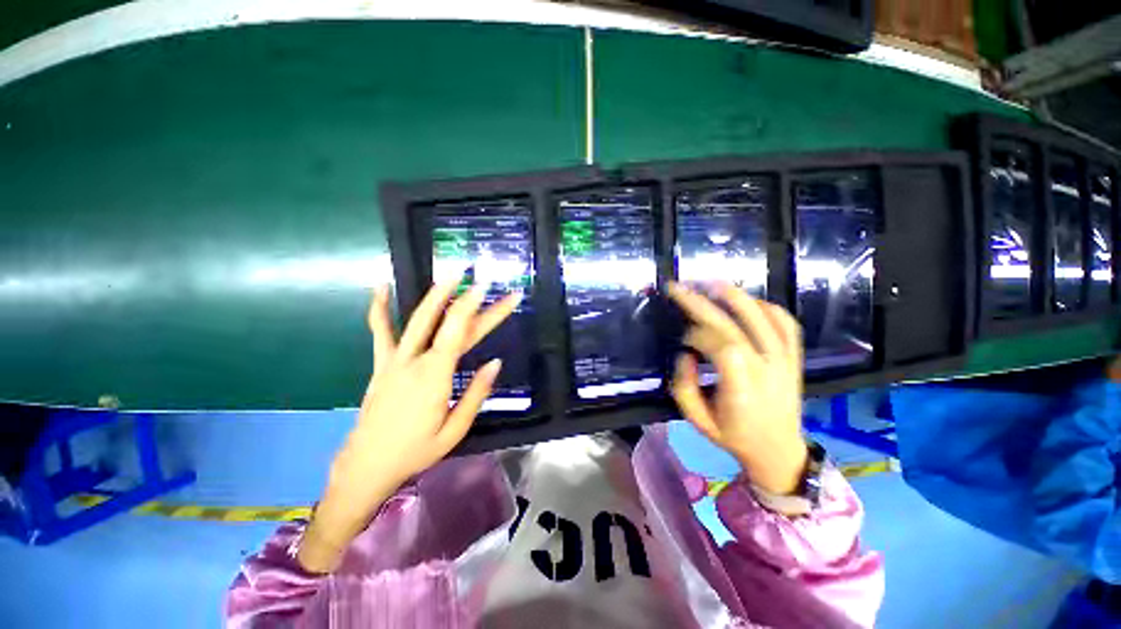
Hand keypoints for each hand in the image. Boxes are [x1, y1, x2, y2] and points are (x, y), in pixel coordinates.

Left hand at [298, 280, 520, 572]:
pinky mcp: (381, 364)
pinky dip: (379, 308)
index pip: (461, 333)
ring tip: (450, 275)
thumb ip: (476, 394)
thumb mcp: (455, 430)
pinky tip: (381, 286)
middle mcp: (415, 361)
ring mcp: (394, 360)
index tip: (493, 291)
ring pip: (417, 320)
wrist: (366, 466)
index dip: (478, 309)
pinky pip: (380, 331)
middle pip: (447, 324)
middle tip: (486, 281)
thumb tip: (496, 362)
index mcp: (435, 377)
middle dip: (469, 300)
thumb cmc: (416, 452)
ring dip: (435, 295)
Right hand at [666, 282, 807, 495]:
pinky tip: (746, 301)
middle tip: (677, 287)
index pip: (722, 346)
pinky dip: (766, 306)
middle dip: (700, 302)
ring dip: (734, 295)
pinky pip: (785, 323)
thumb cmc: (733, 436)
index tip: (683, 339)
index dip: (697, 335)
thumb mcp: (696, 420)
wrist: (779, 450)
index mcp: (742, 388)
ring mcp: (785, 359)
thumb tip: (685, 353)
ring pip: (763, 316)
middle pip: (734, 324)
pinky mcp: (794, 357)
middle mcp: (767, 368)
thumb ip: (683, 386)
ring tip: (708, 283)